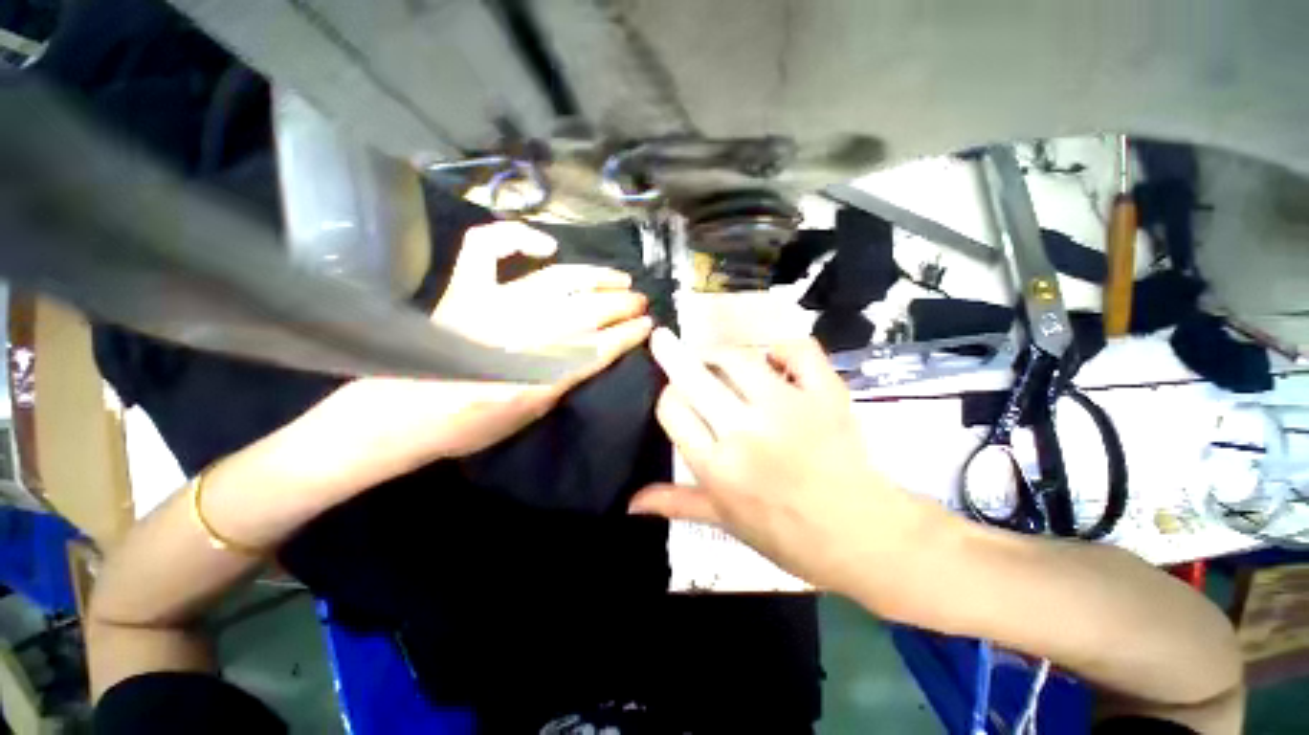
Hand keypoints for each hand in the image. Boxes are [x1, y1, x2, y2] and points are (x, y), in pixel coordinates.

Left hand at [317, 222, 652, 481]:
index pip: (598, 348)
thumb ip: (566, 378)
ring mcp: (489, 305)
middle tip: (640, 301)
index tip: (647, 326)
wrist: (404, 415)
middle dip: (621, 305)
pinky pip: (487, 248)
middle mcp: (519, 335)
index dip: (628, 335)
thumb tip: (598, 350)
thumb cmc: (470, 426)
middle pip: (586, 312)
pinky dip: (516, 237)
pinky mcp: (464, 290)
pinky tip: (546, 247)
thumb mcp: (532, 415)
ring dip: (595, 277)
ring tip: (618, 278)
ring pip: (558, 281)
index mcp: (538, 377)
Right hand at [630, 328, 931, 592]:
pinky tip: (774, 359)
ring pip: (738, 358)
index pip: (672, 409)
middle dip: (671, 353)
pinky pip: (798, 350)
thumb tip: (630, 502)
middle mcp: (744, 431)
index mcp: (717, 467)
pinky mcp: (824, 395)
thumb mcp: (724, 521)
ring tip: (716, 358)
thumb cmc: (788, 535)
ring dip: (719, 352)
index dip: (666, 396)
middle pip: (694, 377)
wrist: (864, 538)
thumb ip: (676, 503)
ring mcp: (787, 408)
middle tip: (664, 340)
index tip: (673, 395)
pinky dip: (783, 348)